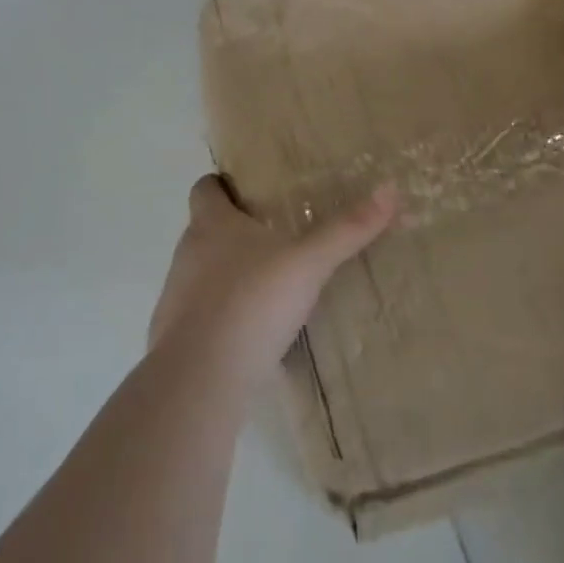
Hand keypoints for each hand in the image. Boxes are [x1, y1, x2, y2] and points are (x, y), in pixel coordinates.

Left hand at [150, 175, 398, 384]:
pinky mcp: (175, 335)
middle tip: (275, 236)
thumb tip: (389, 190)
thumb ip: (346, 230)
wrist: (201, 376)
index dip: (223, 186)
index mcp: (212, 224)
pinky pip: (201, 314)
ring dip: (229, 274)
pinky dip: (223, 314)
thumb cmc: (252, 302)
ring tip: (269, 284)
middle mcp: (188, 252)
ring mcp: (176, 295)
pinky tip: (253, 331)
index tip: (248, 190)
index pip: (205, 189)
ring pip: (203, 272)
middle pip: (205, 229)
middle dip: (235, 231)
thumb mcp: (308, 263)